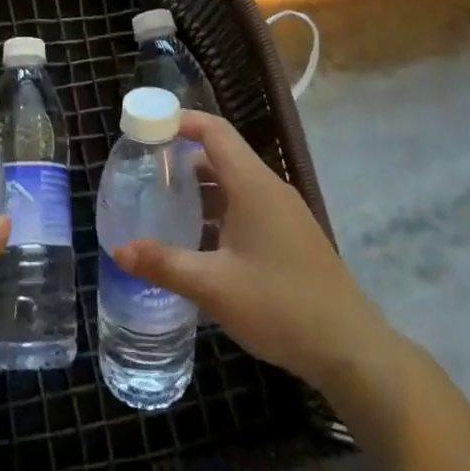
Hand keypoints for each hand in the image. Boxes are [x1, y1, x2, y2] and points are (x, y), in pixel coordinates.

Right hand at [112, 112, 401, 407]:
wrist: (351, 349)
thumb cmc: (281, 307)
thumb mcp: (214, 286)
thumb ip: (164, 264)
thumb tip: (119, 250)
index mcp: (254, 187)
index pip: (214, 131)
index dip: (180, 121)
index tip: (145, 129)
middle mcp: (270, 191)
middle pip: (221, 156)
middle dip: (181, 160)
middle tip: (142, 175)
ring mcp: (283, 214)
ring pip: (233, 186)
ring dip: (198, 191)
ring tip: (160, 207)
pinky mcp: (289, 237)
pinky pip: (245, 208)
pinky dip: (216, 213)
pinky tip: (195, 242)